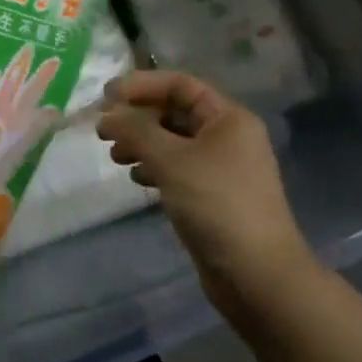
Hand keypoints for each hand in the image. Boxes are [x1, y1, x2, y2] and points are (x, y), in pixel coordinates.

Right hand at [96, 70, 316, 326]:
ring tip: (114, 157)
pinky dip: (154, 168)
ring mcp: (222, 168)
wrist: (258, 276)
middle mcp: (228, 137)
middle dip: (138, 118)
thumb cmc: (217, 204)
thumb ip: (136, 131)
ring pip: (174, 142)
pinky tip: (136, 179)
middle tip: (103, 132)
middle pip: (176, 112)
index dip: (142, 85)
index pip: (180, 85)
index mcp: (228, 118)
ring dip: (142, 144)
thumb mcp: (172, 160)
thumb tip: (107, 114)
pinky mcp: (213, 197)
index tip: (106, 96)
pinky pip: (178, 169)